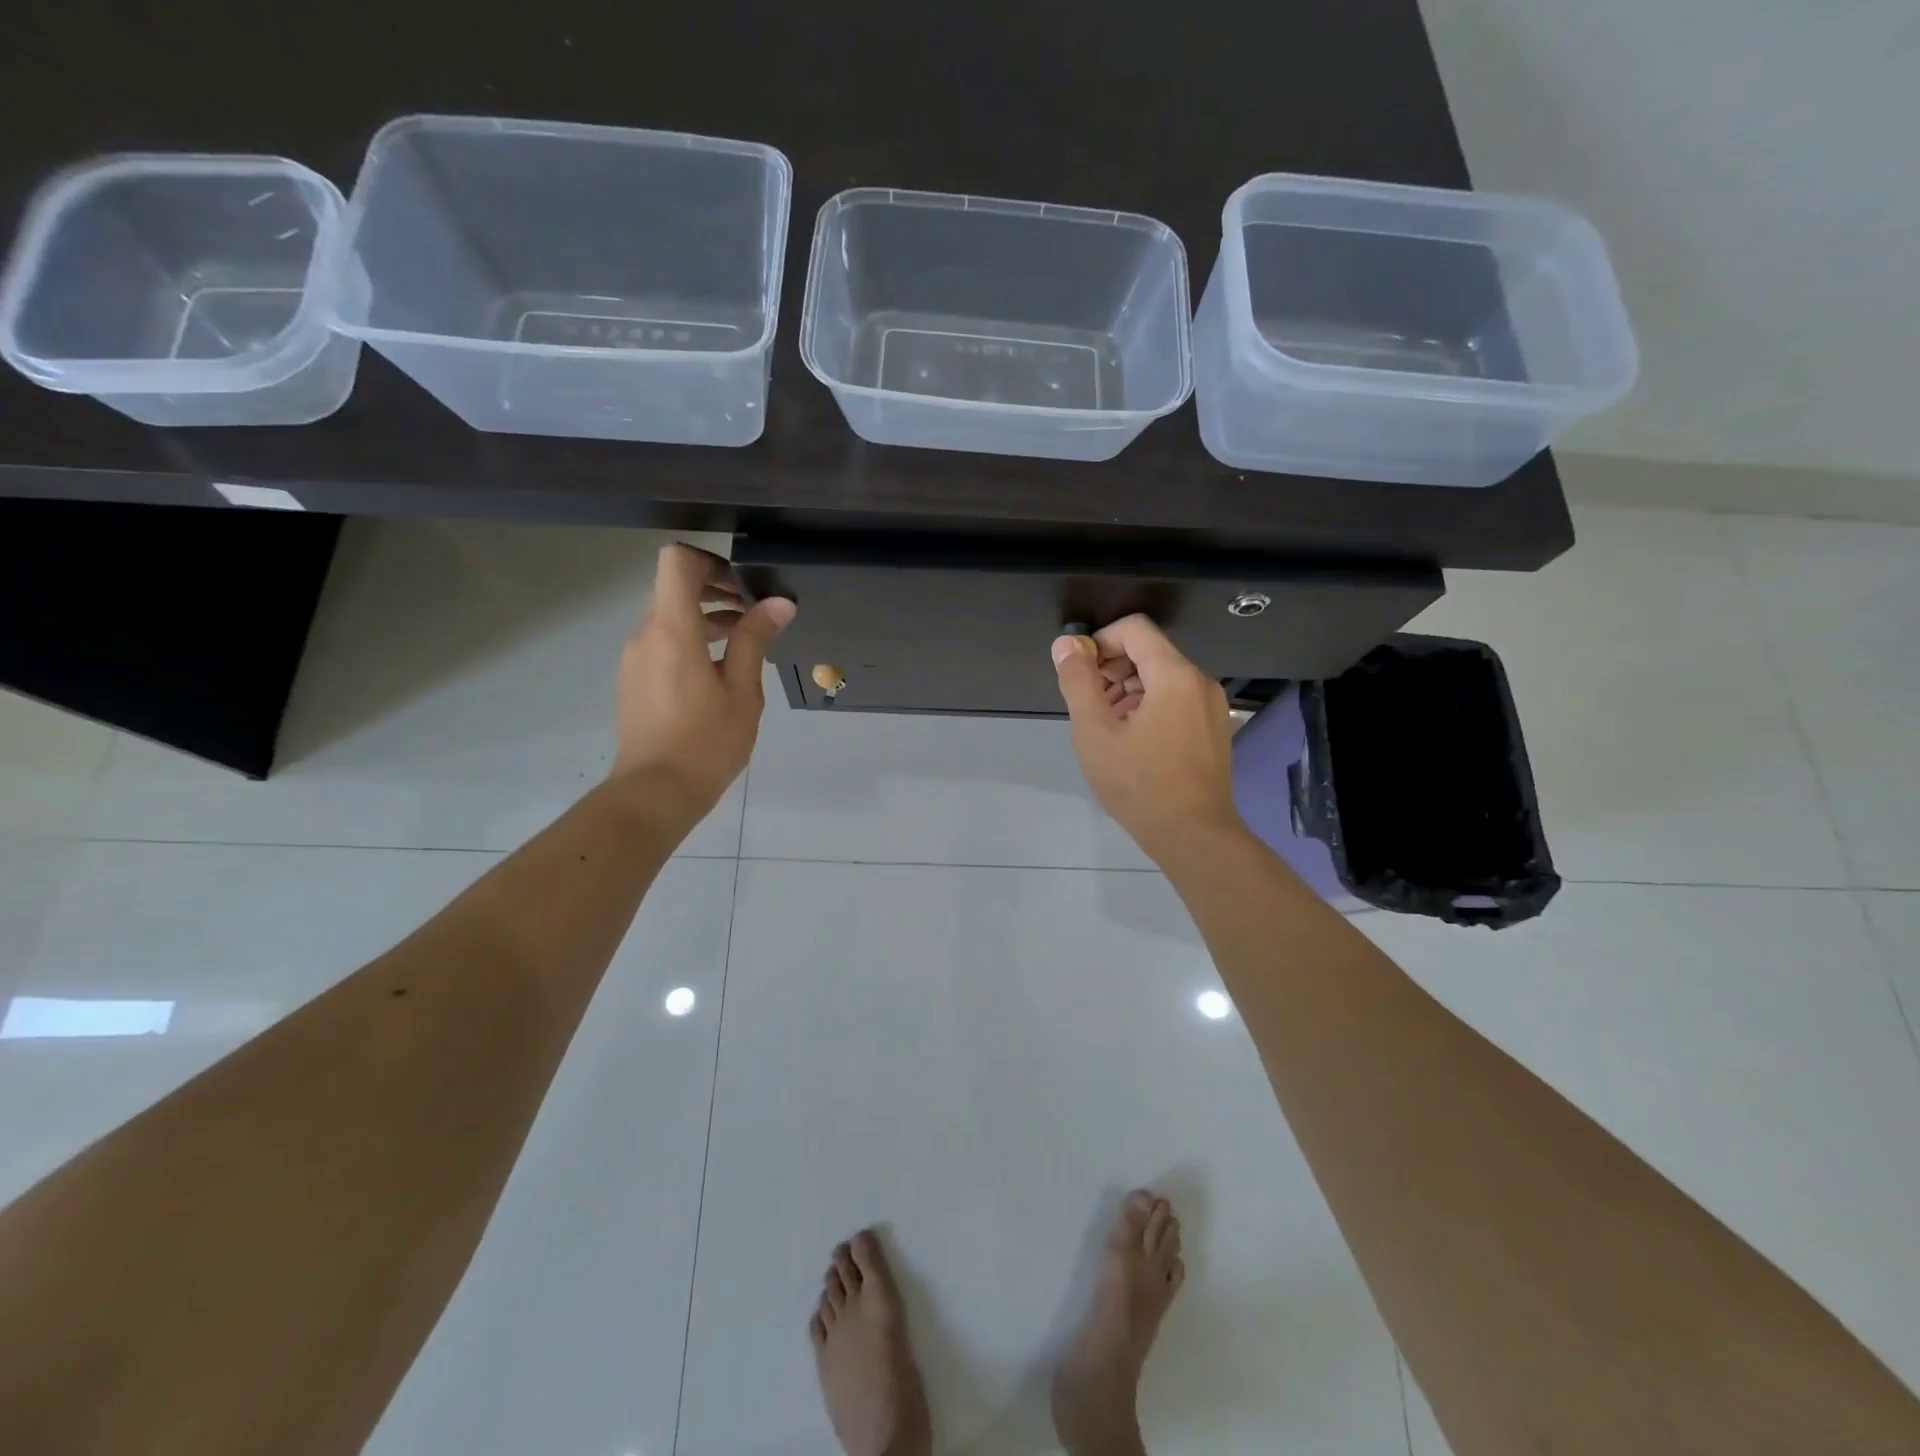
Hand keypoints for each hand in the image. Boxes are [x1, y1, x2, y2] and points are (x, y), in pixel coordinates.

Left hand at [611, 544, 794, 823]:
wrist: (655, 792)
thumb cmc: (706, 742)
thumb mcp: (742, 691)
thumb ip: (755, 640)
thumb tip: (779, 603)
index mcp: (672, 630)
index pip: (677, 561)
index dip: (710, 561)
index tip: (743, 585)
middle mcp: (645, 634)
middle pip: (673, 587)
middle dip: (715, 590)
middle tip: (755, 613)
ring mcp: (635, 658)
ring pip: (668, 617)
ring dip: (705, 618)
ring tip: (745, 643)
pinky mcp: (633, 679)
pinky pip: (661, 642)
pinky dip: (690, 641)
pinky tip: (720, 672)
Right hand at [1052, 615, 1242, 860]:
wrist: (1194, 836)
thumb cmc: (1139, 784)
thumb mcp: (1095, 732)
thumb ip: (1078, 682)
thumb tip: (1066, 644)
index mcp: (1175, 675)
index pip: (1134, 629)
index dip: (1099, 642)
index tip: (1079, 675)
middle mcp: (1200, 681)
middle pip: (1148, 652)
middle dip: (1111, 669)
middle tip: (1088, 706)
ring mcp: (1211, 707)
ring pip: (1161, 678)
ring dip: (1127, 691)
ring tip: (1106, 728)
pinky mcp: (1213, 729)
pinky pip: (1175, 700)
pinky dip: (1148, 707)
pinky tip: (1130, 741)